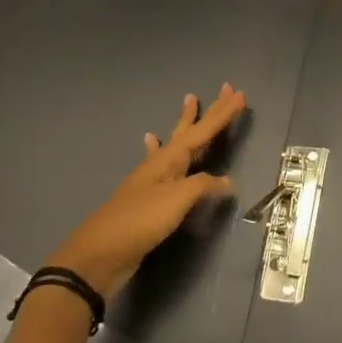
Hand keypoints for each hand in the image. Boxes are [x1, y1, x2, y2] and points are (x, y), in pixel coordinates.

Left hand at [43, 84, 245, 300]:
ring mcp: (152, 178)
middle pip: (190, 130)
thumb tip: (228, 181)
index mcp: (171, 158)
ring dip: (185, 123)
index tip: (240, 94)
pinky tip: (151, 141)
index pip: (203, 130)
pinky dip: (158, 148)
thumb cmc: (142, 220)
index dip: (223, 114)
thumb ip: (204, 186)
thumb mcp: (177, 200)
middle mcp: (162, 162)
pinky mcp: (147, 195)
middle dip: (209, 111)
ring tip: (189, 101)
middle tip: (224, 88)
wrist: (101, 253)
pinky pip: (159, 162)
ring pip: (175, 142)